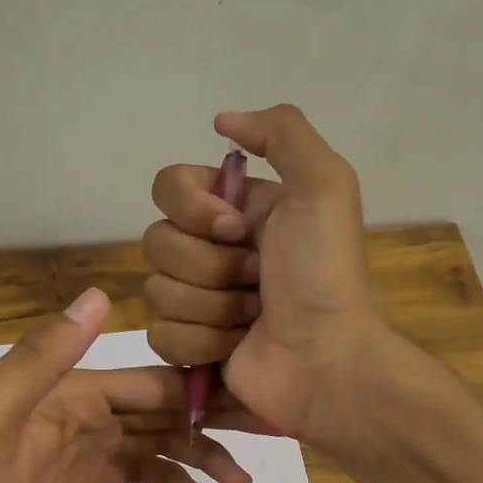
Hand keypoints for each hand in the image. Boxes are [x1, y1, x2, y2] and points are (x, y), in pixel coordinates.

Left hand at [0, 287, 251, 482]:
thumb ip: (40, 360)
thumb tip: (101, 295)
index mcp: (61, 391)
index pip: (143, 381)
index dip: (194, 387)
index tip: (246, 399)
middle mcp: (76, 412)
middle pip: (156, 410)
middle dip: (207, 422)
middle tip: (261, 441)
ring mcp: (80, 451)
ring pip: (152, 441)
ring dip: (196, 454)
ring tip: (238, 481)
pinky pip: (136, 471)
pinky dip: (167, 476)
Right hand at [144, 104, 384, 441]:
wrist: (326, 360)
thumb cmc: (324, 275)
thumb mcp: (325, 186)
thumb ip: (282, 133)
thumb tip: (221, 121)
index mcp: (237, 209)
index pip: (169, 186)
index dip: (193, 209)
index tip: (236, 228)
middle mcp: (212, 249)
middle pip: (157, 241)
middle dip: (210, 266)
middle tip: (257, 280)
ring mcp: (198, 300)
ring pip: (157, 290)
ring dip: (212, 307)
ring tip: (253, 317)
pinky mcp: (189, 345)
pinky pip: (160, 334)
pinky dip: (201, 342)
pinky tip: (235, 346)